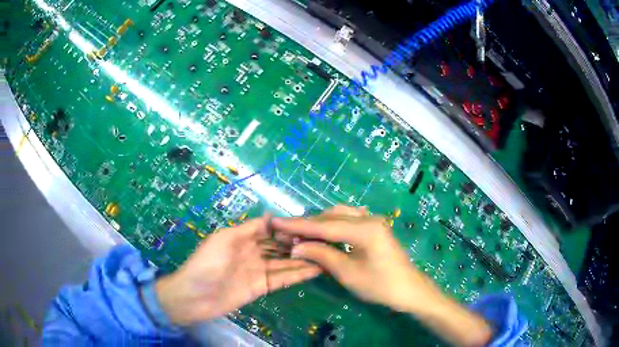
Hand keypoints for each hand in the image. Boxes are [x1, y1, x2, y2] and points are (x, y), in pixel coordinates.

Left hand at [154, 215, 321, 325]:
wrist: (195, 295)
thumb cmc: (206, 263)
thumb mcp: (224, 239)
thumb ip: (249, 228)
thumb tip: (272, 215)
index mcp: (244, 238)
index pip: (271, 229)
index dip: (287, 227)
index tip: (308, 224)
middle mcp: (254, 252)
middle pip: (281, 246)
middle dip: (300, 242)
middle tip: (324, 240)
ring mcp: (259, 270)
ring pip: (286, 262)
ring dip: (304, 258)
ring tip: (326, 254)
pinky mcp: (262, 287)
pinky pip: (283, 278)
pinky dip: (299, 274)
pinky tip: (315, 269)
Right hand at [271, 205, 433, 312]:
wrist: (409, 290)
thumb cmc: (380, 285)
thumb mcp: (347, 273)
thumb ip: (321, 255)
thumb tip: (295, 247)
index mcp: (364, 228)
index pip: (324, 225)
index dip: (298, 225)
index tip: (276, 222)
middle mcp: (368, 218)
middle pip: (331, 217)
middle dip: (307, 224)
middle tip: (284, 231)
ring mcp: (373, 221)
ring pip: (339, 216)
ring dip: (319, 224)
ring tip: (300, 233)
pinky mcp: (374, 228)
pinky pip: (348, 221)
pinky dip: (332, 226)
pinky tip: (322, 233)